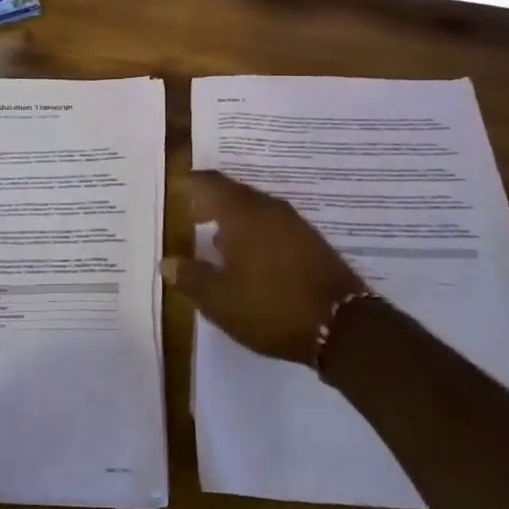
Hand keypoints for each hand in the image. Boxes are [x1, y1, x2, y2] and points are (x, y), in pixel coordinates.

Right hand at [163, 171, 367, 364]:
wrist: (342, 325)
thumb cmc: (270, 306)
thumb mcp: (219, 300)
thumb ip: (190, 277)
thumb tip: (167, 262)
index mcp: (242, 213)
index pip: (210, 183)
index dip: (190, 184)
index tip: (175, 191)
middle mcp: (268, 208)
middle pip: (233, 193)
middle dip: (210, 203)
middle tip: (190, 217)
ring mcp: (294, 224)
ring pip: (255, 210)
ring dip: (233, 220)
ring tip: (215, 242)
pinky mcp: (310, 242)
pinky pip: (273, 225)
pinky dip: (254, 233)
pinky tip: (248, 259)